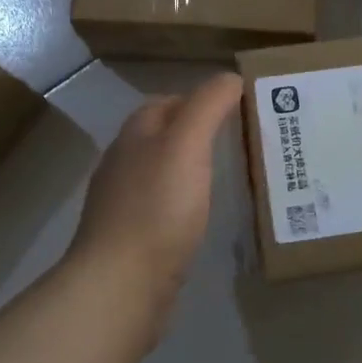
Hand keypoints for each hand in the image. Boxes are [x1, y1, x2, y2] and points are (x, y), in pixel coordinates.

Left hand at [67, 73, 243, 334]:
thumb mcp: (187, 145)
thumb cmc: (157, 208)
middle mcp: (123, 165)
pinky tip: (203, 217)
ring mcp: (123, 204)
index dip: (198, 99)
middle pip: (161, 137)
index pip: (165, 103)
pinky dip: (183, 204)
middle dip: (195, 134)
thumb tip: (229, 77)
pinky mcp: (131, 240)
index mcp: (135, 137)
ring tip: (228, 177)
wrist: (122, 284)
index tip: (236, 108)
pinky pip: (161, 209)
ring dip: (189, 170)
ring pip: (161, 174)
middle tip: (239, 141)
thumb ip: (208, 107)